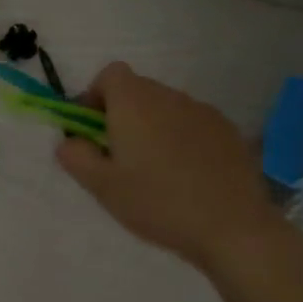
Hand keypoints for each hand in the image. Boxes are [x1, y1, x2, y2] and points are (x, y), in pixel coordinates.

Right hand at [56, 61, 282, 270]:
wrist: (233, 227)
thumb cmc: (157, 203)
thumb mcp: (102, 186)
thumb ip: (75, 156)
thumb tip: (69, 140)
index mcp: (135, 103)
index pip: (110, 74)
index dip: (95, 96)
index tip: (92, 131)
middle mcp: (169, 97)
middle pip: (137, 90)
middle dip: (121, 115)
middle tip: (118, 158)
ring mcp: (203, 112)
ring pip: (165, 108)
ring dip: (151, 127)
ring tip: (153, 171)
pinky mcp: (228, 131)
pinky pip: (191, 124)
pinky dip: (180, 139)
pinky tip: (185, 176)